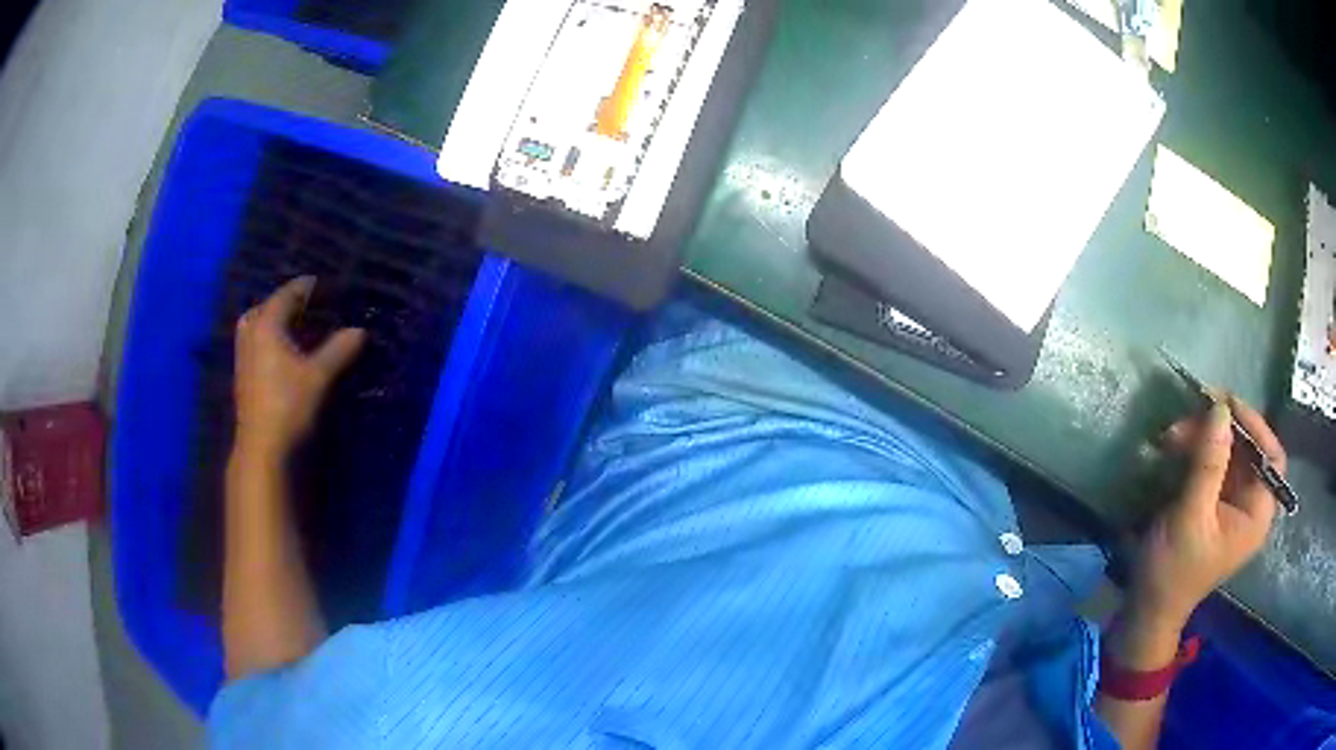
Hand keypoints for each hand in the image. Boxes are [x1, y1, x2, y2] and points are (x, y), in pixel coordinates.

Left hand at [233, 276, 365, 457]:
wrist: (263, 450)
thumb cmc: (289, 405)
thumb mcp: (320, 376)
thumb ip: (340, 349)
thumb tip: (360, 331)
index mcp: (267, 323)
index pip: (290, 292)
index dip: (312, 287)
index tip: (332, 287)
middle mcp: (252, 333)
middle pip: (270, 306)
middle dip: (292, 303)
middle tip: (315, 306)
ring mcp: (245, 355)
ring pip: (261, 326)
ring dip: (281, 322)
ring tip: (302, 327)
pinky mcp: (245, 376)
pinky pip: (259, 343)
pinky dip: (273, 340)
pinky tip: (289, 352)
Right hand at [1131, 396, 1283, 634]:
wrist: (1147, 609)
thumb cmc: (1173, 571)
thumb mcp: (1190, 517)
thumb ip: (1209, 464)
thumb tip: (1220, 409)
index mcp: (1256, 516)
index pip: (1271, 458)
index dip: (1255, 427)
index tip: (1227, 405)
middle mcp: (1251, 505)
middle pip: (1249, 450)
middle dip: (1221, 430)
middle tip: (1191, 414)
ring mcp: (1233, 504)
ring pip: (1230, 453)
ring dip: (1203, 437)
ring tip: (1173, 434)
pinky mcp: (1215, 503)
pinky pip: (1215, 464)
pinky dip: (1198, 450)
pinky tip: (1177, 447)